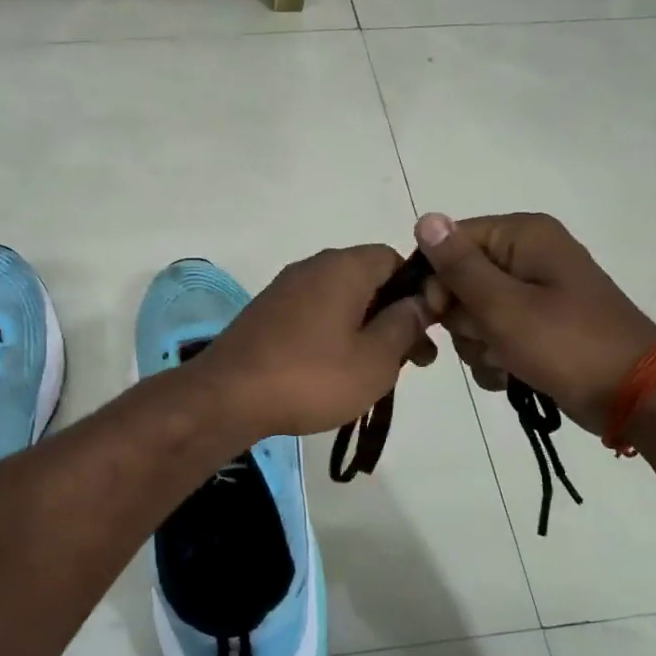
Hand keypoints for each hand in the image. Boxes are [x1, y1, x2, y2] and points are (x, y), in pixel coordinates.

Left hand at [193, 245, 437, 439]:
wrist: (227, 397)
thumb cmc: (312, 377)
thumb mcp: (375, 359)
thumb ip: (405, 325)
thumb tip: (421, 301)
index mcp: (344, 267)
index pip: (394, 259)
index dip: (419, 290)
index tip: (428, 329)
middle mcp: (313, 267)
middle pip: (368, 281)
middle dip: (395, 316)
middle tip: (413, 361)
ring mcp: (285, 290)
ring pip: (341, 301)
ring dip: (366, 329)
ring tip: (378, 372)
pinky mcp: (266, 314)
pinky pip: (314, 315)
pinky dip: (334, 336)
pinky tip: (338, 372)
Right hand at [414, 212, 655, 436]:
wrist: (634, 397)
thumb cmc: (566, 345)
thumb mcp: (502, 305)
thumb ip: (458, 265)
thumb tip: (424, 218)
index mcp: (523, 236)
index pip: (451, 242)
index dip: (437, 281)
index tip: (440, 316)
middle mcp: (528, 255)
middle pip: (459, 281)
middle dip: (463, 319)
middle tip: (485, 340)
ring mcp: (535, 292)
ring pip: (473, 314)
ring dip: (477, 344)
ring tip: (504, 362)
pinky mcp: (539, 325)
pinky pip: (495, 334)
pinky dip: (495, 357)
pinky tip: (509, 374)